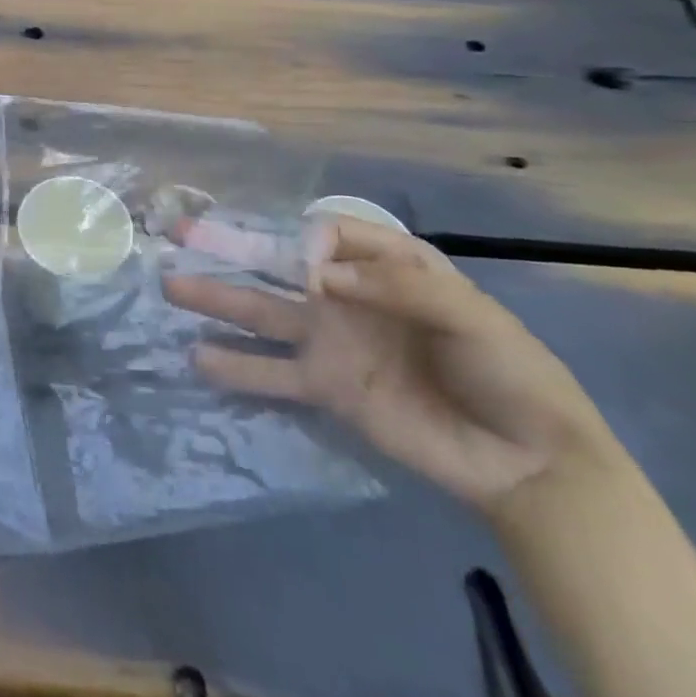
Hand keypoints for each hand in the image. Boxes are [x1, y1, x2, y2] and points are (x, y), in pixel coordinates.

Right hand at [163, 217, 622, 517]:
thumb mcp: (472, 316)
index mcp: (388, 267)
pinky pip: (272, 372)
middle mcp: (347, 296)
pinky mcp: (325, 387)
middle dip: (231, 246)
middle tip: (180, 234)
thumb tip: (318, 276)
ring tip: (169, 286)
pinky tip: (197, 356)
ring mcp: (331, 342)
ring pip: (262, 311)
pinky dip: (235, 366)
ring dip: (217, 298)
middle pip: (280, 264)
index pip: (331, 233)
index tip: (309, 269)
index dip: (310, 241)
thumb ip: (397, 287)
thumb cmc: (509, 372)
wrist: (526, 462)